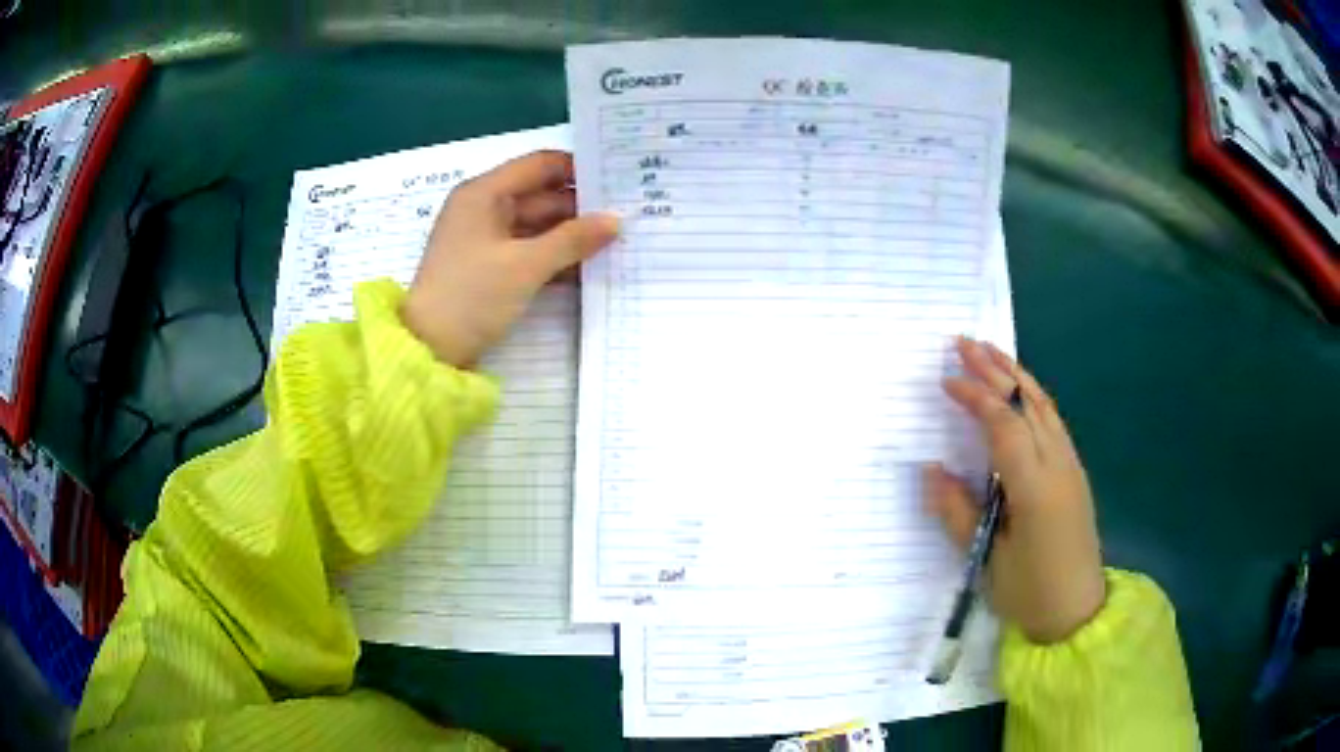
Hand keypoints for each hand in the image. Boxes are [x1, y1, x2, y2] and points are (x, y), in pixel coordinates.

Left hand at [402, 151, 618, 365]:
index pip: (540, 165)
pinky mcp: (489, 265)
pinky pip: (528, 249)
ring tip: (616, 242)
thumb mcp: (525, 266)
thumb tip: (616, 220)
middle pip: (541, 195)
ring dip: (571, 234)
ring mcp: (485, 238)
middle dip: (580, 207)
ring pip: (537, 225)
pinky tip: (588, 265)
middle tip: (626, 216)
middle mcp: (484, 207)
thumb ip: (573, 239)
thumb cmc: (471, 296)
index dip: (578, 170)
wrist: (428, 349)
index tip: (616, 183)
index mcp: (484, 193)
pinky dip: (554, 255)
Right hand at [926, 337, 1106, 643]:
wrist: (1076, 610)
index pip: (1004, 425)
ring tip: (990, 351)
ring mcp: (1071, 464)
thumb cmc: (1029, 591)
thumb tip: (932, 470)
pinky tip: (1018, 391)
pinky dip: (1031, 395)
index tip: (945, 380)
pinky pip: (1052, 419)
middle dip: (994, 369)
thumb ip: (958, 511)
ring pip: (1044, 404)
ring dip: (1015, 374)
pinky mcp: (1075, 470)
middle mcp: (1058, 464)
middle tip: (963, 342)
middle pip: (1026, 403)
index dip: (975, 397)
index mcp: (1035, 488)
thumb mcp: (987, 559)